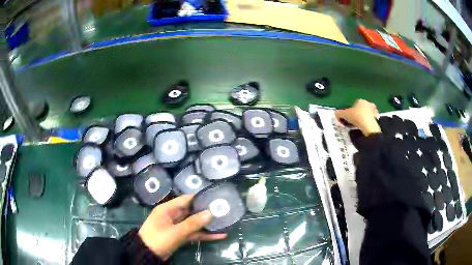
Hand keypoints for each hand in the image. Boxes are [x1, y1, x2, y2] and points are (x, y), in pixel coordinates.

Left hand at [138, 194, 226, 259]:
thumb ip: (193, 223)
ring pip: (194, 223)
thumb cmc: (158, 238)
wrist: (148, 254)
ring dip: (207, 224)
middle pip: (192, 211)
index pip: (186, 199)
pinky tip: (219, 236)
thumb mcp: (175, 231)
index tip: (215, 197)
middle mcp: (173, 215)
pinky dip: (204, 235)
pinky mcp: (180, 236)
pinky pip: (194, 233)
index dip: (200, 198)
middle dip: (206, 211)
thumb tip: (210, 212)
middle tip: (224, 210)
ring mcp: (177, 226)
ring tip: (224, 222)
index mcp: (168, 209)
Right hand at [335, 99, 380, 135]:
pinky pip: (370, 121)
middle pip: (362, 108)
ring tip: (358, 126)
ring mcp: (373, 112)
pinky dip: (367, 124)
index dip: (351, 109)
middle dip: (358, 113)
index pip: (354, 103)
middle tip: (353, 120)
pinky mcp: (377, 120)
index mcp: (360, 100)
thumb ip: (339, 113)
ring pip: (367, 114)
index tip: (348, 116)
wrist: (368, 126)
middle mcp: (368, 104)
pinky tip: (363, 129)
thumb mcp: (345, 115)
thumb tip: (335, 113)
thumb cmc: (356, 116)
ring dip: (363, 118)